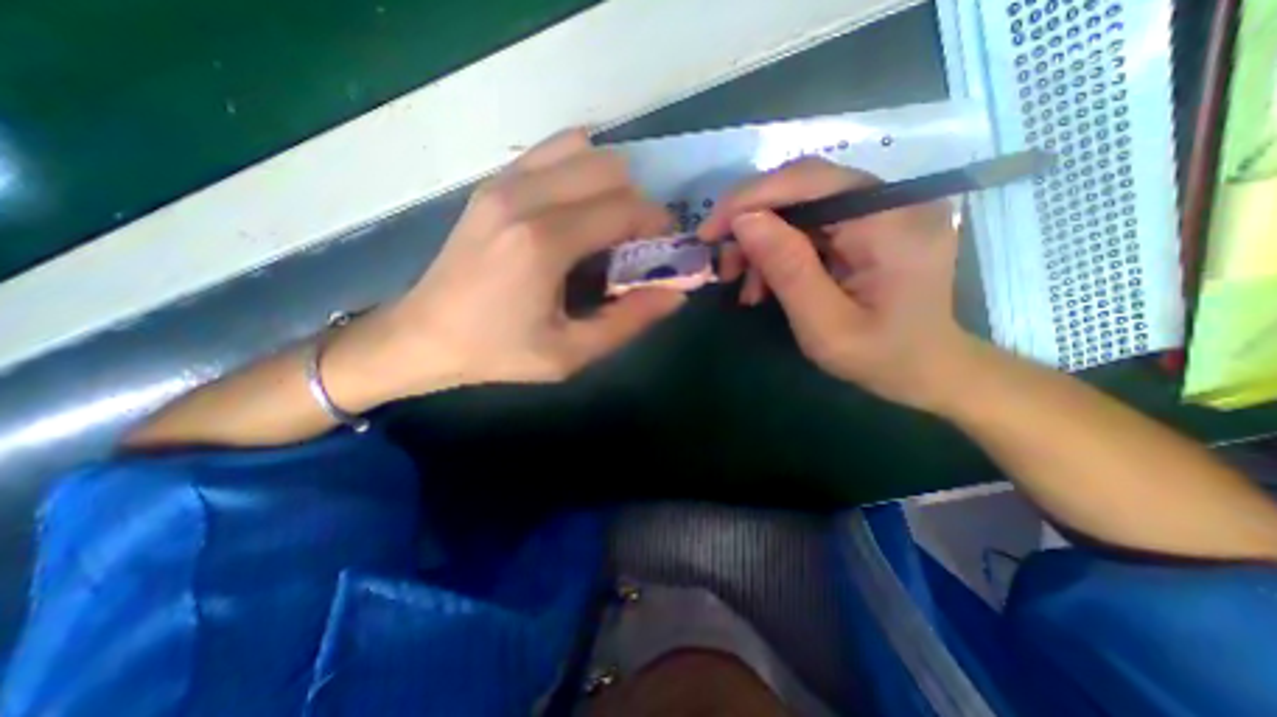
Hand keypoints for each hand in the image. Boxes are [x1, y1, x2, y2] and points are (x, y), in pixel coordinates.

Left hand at [330, 130, 687, 403]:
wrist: (423, 336)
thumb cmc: (499, 351)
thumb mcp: (571, 353)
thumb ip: (629, 321)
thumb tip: (676, 293)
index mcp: (544, 242)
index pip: (626, 209)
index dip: (657, 226)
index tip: (663, 250)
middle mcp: (524, 197)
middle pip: (611, 169)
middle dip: (638, 203)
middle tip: (634, 243)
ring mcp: (503, 182)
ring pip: (584, 151)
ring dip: (609, 184)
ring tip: (605, 226)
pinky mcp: (493, 183)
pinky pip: (552, 153)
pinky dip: (579, 171)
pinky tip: (576, 210)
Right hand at [697, 160, 968, 410]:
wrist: (926, 369)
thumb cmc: (880, 357)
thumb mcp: (825, 326)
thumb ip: (788, 269)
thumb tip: (744, 221)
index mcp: (892, 223)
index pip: (810, 181)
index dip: (750, 198)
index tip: (708, 232)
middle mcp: (893, 201)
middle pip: (802, 187)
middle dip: (751, 222)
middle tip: (723, 263)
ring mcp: (882, 209)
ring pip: (799, 205)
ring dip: (761, 241)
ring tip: (744, 284)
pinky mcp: (869, 223)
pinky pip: (810, 224)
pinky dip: (778, 250)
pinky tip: (765, 282)